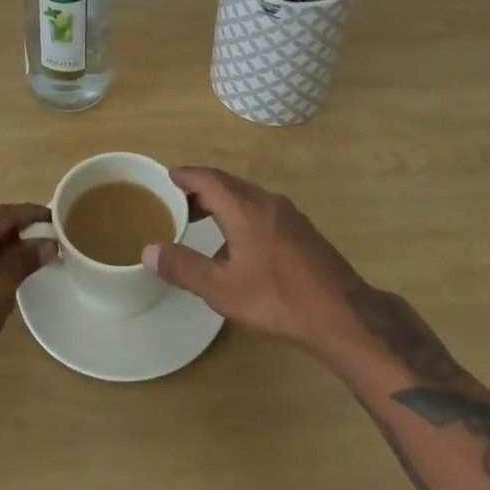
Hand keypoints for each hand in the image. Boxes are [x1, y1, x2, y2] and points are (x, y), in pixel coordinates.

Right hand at [141, 168, 363, 355]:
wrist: (341, 313)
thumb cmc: (277, 298)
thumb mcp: (222, 288)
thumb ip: (183, 267)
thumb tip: (148, 250)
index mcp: (244, 207)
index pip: (209, 178)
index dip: (187, 176)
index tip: (169, 177)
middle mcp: (266, 201)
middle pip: (229, 184)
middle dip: (203, 189)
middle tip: (181, 202)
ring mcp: (288, 214)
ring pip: (248, 197)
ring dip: (224, 202)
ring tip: (205, 221)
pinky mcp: (302, 229)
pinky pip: (263, 209)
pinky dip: (242, 213)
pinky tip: (240, 243)